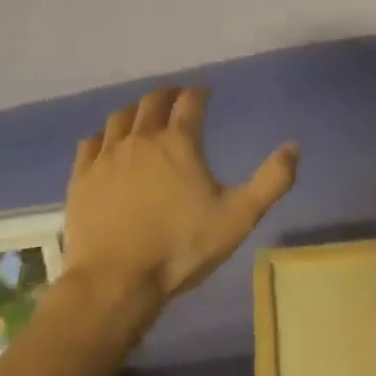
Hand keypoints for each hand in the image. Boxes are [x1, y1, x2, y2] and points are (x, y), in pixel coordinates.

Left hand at [62, 86, 298, 302]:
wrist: (115, 283)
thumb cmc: (181, 248)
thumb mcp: (238, 217)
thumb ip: (271, 181)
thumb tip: (294, 147)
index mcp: (179, 143)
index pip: (190, 102)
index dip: (199, 93)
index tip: (205, 93)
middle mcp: (141, 139)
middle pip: (153, 102)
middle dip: (168, 94)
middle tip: (177, 97)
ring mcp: (106, 157)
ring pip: (120, 117)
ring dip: (136, 111)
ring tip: (144, 116)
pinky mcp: (81, 179)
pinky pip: (90, 143)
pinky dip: (103, 136)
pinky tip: (107, 143)